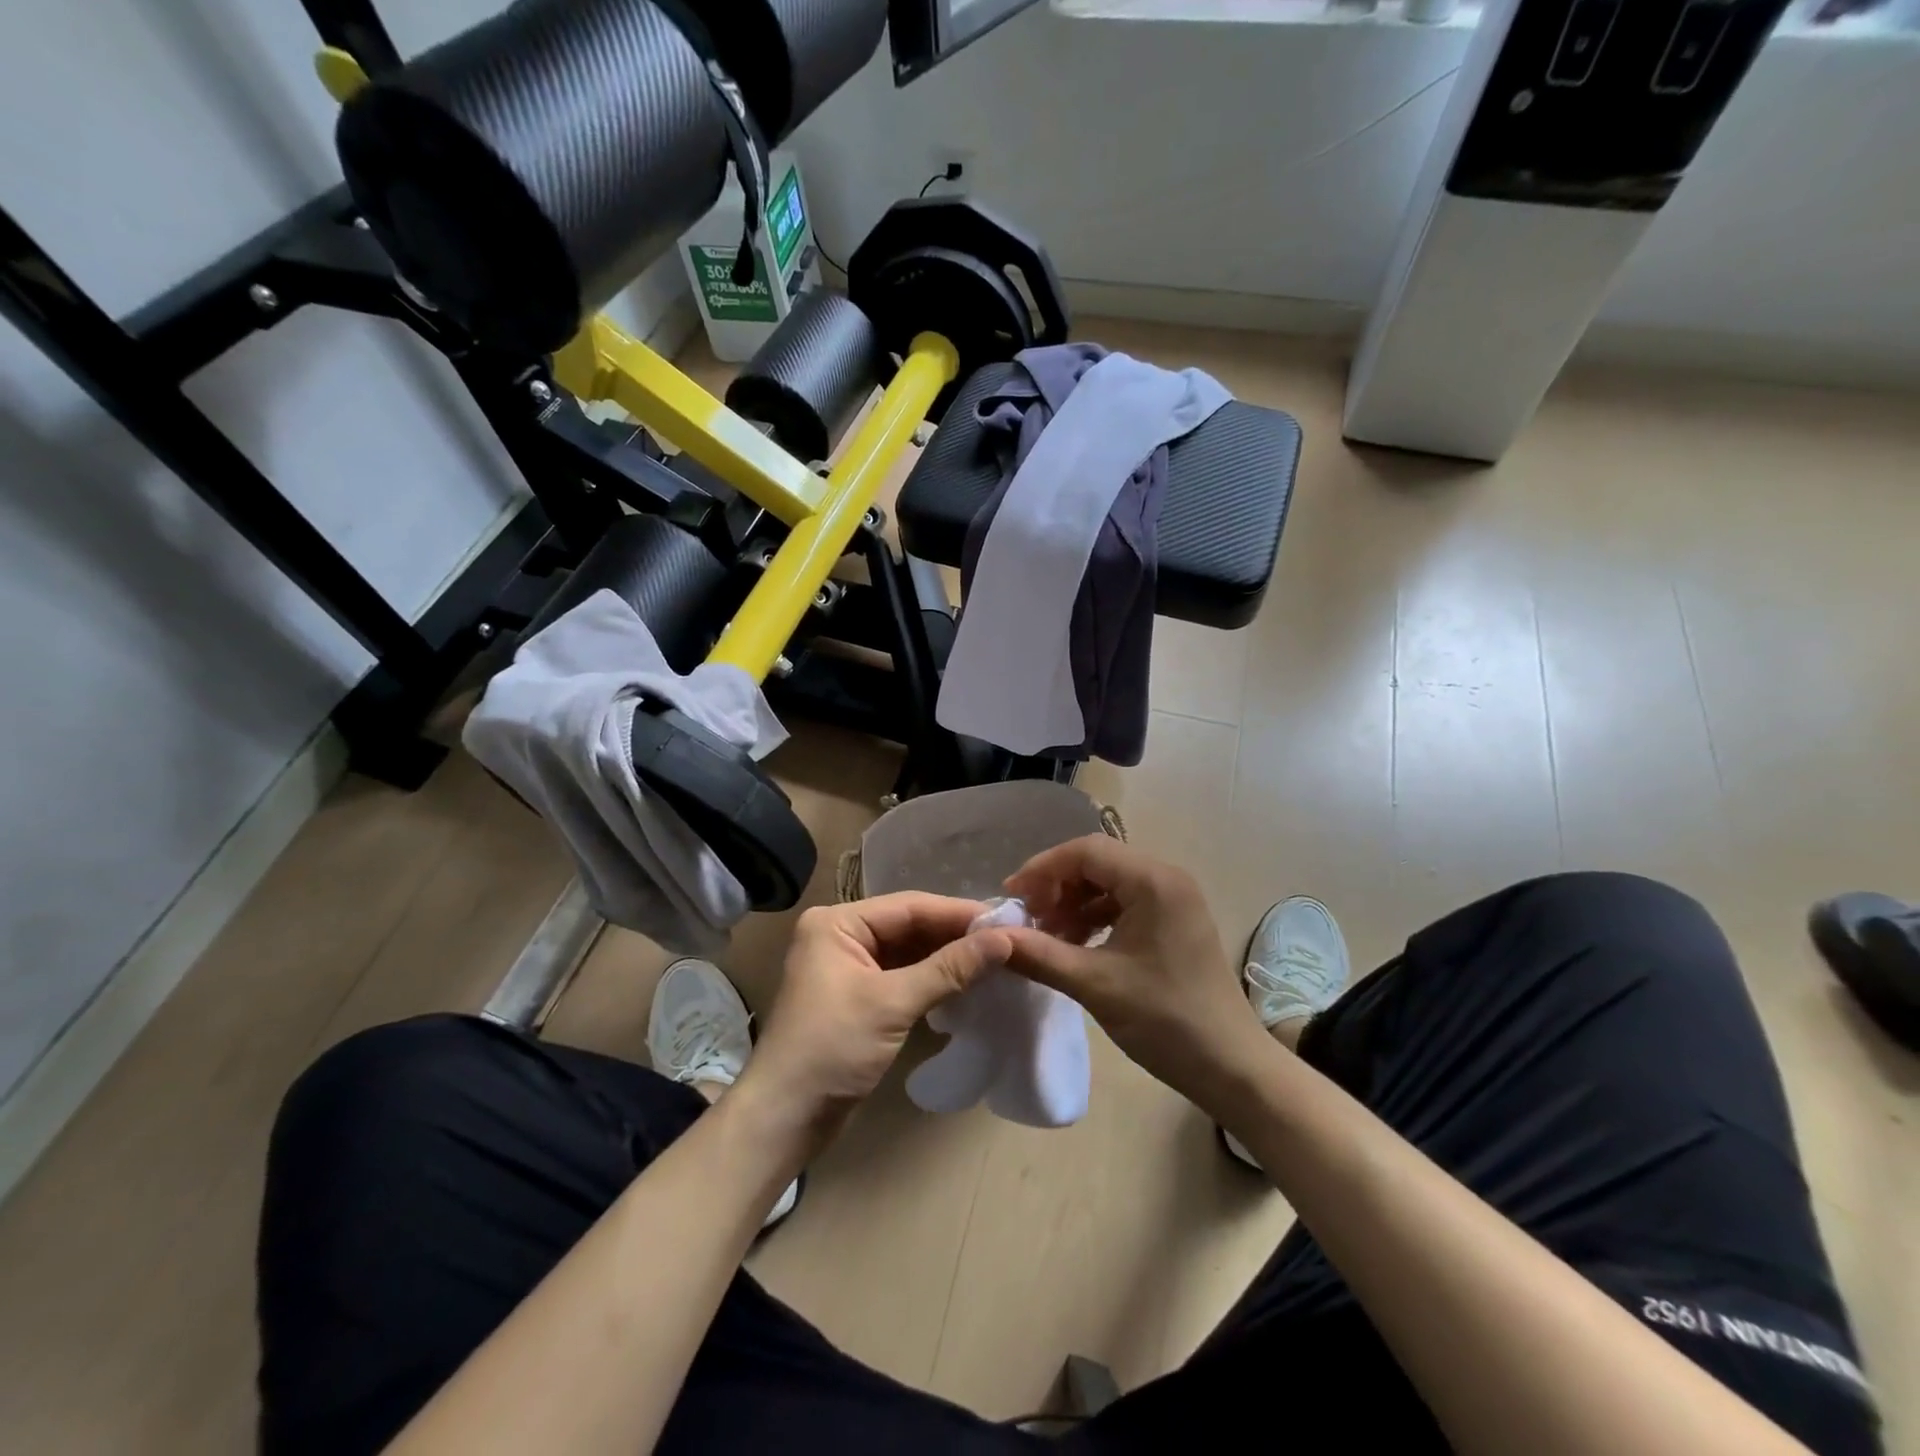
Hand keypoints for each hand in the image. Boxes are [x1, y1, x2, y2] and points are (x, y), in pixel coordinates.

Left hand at [739, 894, 1014, 1151]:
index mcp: (837, 922)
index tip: (1005, 919)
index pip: (909, 906)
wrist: (784, 1118)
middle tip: (1007, 938)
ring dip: (948, 957)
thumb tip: (1004, 940)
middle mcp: (841, 935)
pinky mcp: (858, 995)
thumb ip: (949, 969)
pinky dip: (933, 978)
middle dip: (955, 934)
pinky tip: (967, 980)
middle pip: (909, 925)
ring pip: (909, 951)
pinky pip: (903, 974)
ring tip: (996, 957)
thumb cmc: (831, 1049)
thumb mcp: (892, 1004)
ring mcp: (849, 966)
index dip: (958, 913)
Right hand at [1002, 836, 1271, 1112]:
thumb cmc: (1165, 1020)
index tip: (1011, 898)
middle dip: (1056, 886)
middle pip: (1096, 862)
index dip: (1042, 869)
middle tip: (1028, 920)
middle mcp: (1166, 878)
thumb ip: (1039, 954)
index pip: (1085, 851)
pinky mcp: (1175, 922)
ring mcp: (1174, 900)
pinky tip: (1075, 946)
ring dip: (1073, 903)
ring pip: (1109, 883)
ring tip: (1047, 937)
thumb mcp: (1094, 985)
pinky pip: (1125, 903)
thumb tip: (992, 937)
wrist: (1232, 1067)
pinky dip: (1094, 918)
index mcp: (1152, 881)